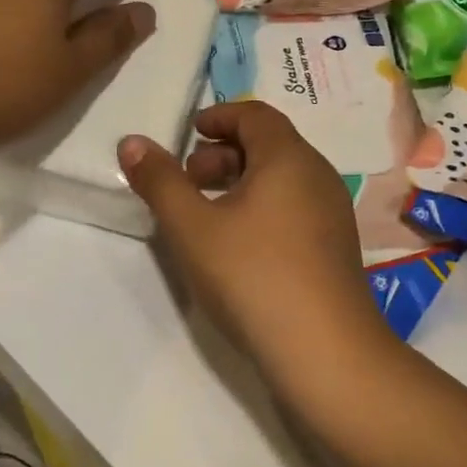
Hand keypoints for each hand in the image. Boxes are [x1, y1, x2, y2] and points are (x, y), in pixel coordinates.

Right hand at [119, 102, 393, 391]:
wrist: (324, 351)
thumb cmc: (252, 276)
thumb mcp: (192, 227)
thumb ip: (159, 181)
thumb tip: (131, 142)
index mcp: (289, 158)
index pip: (255, 115)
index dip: (219, 116)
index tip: (189, 133)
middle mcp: (318, 176)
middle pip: (269, 145)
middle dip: (223, 153)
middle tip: (188, 180)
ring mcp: (332, 213)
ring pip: (282, 180)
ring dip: (241, 183)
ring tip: (206, 216)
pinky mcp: (335, 248)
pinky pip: (294, 208)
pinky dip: (262, 208)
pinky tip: (239, 247)